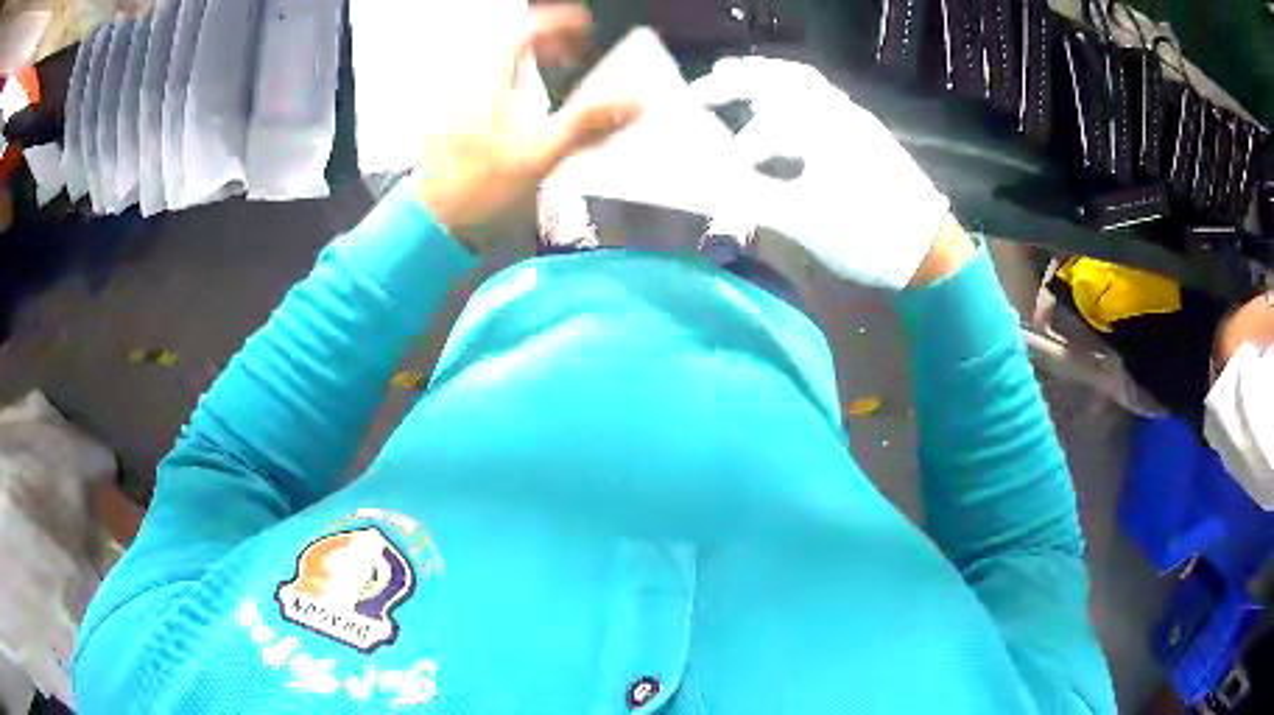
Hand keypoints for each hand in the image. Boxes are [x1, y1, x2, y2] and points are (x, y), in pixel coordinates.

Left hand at [415, 5, 640, 246]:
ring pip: (493, 62)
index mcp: (487, 81)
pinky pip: (481, 81)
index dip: (556, 24)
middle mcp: (466, 82)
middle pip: (506, 42)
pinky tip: (521, 101)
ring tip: (554, 70)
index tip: (585, 27)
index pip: (523, 32)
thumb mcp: (538, 156)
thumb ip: (587, 125)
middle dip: (545, 40)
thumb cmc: (479, 189)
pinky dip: (509, 78)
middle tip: (574, 52)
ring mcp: (452, 100)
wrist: (429, 224)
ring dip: (527, 58)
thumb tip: (635, 102)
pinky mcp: (446, 119)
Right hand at [691, 57, 957, 289]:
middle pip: (784, 77)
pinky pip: (822, 102)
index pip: (765, 125)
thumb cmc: (868, 234)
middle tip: (705, 87)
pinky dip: (793, 101)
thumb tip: (708, 187)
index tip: (717, 171)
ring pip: (806, 87)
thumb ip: (753, 197)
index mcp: (824, 126)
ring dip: (769, 85)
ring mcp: (857, 122)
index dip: (735, 148)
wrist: (930, 251)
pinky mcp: (868, 138)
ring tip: (739, 90)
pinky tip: (783, 117)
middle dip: (741, 79)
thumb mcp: (805, 220)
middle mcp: (840, 112)